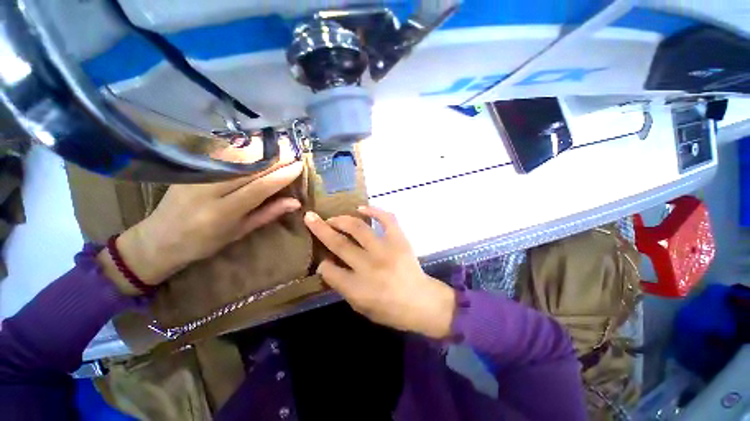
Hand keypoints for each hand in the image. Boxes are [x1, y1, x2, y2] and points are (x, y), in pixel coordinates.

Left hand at [99, 161, 303, 294]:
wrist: (159, 238)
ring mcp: (196, 176)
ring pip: (233, 157)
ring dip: (259, 148)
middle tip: (293, 150)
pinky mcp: (190, 168)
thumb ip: (268, 213)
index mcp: (223, 213)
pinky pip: (220, 154)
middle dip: (274, 158)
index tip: (298, 166)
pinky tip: (254, 142)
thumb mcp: (240, 232)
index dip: (281, 175)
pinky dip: (240, 146)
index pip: (259, 188)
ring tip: (279, 143)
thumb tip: (295, 202)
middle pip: (248, 169)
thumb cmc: (205, 242)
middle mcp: (208, 191)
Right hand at [304, 206, 455, 338]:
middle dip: (321, 229)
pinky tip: (361, 208)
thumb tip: (327, 265)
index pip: (329, 270)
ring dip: (342, 219)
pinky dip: (374, 210)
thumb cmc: (390, 310)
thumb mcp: (360, 307)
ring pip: (358, 228)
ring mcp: (385, 250)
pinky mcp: (399, 240)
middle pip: (339, 243)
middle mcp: (369, 266)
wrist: (421, 302)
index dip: (322, 264)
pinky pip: (387, 219)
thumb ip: (342, 286)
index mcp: (357, 288)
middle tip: (310, 218)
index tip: (323, 259)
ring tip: (333, 217)